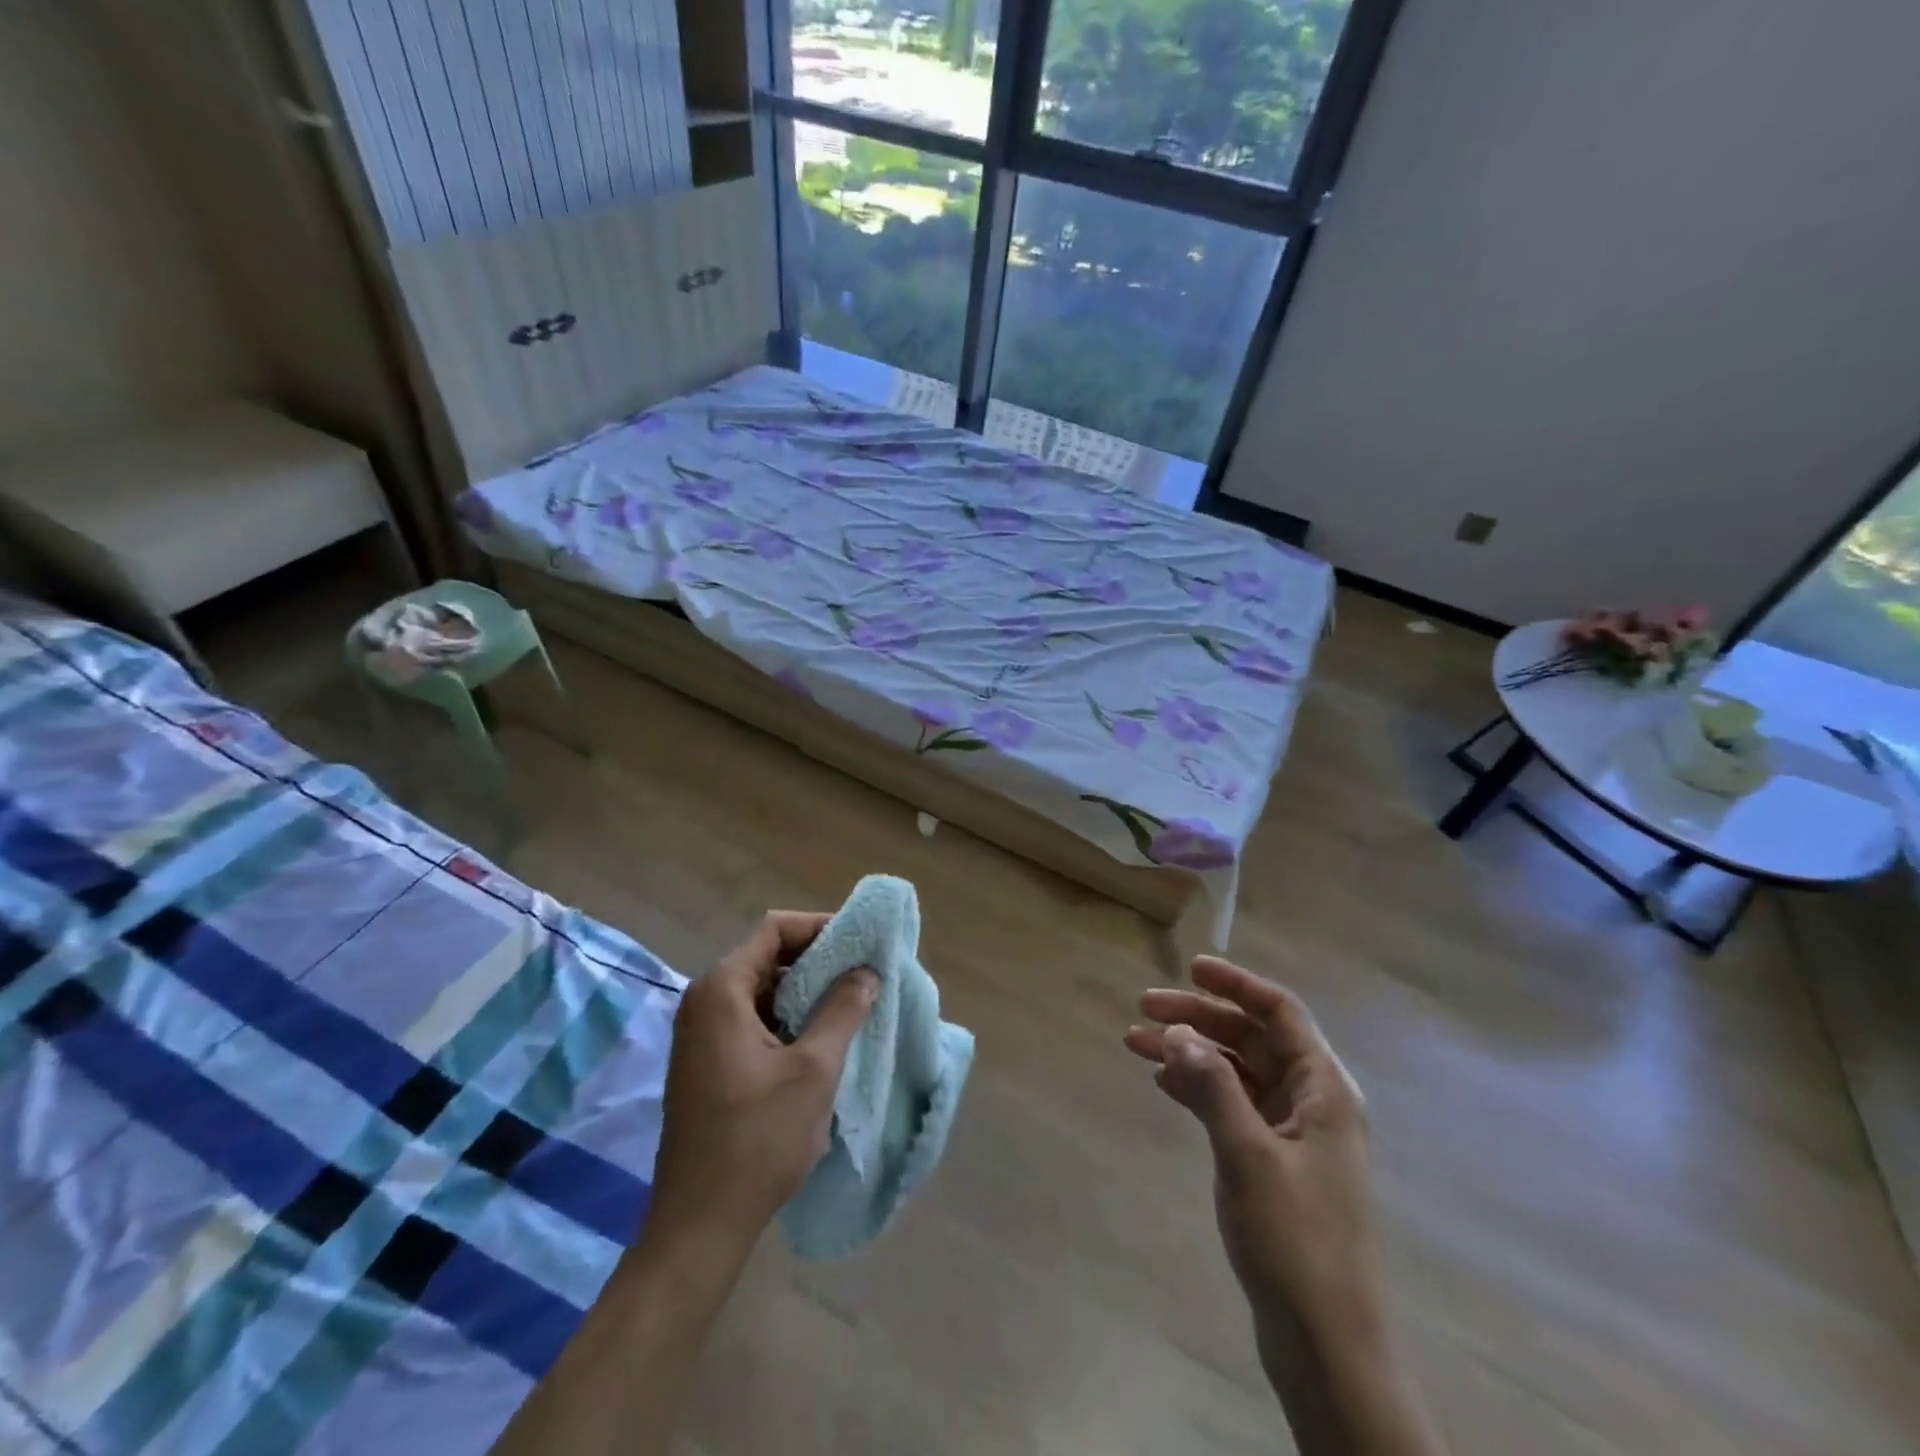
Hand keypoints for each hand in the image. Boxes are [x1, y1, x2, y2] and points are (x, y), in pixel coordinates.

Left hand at [646, 911, 876, 1254]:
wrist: (699, 1225)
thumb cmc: (758, 1139)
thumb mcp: (814, 1070)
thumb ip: (843, 1010)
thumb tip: (866, 971)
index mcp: (722, 991)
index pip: (775, 930)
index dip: (820, 927)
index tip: (860, 942)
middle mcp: (704, 1002)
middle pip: (767, 957)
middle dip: (817, 960)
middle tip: (863, 972)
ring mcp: (700, 1034)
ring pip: (762, 990)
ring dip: (805, 992)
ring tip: (851, 1003)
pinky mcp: (705, 1063)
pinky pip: (752, 1019)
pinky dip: (787, 1018)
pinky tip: (821, 1039)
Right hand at [1125, 956, 1381, 1340]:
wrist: (1329, 1346)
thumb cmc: (1296, 1240)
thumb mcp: (1248, 1153)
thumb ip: (1212, 1086)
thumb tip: (1179, 1031)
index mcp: (1324, 1089)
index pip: (1281, 1012)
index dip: (1236, 983)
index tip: (1190, 968)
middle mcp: (1311, 1101)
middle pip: (1252, 1038)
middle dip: (1199, 1018)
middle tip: (1143, 1010)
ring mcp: (1292, 1134)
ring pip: (1236, 1071)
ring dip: (1191, 1053)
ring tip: (1136, 1044)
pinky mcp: (1273, 1163)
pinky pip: (1231, 1105)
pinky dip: (1197, 1088)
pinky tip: (1163, 1083)